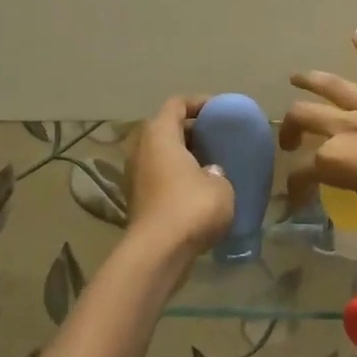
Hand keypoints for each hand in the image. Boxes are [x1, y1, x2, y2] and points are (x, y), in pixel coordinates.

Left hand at [127, 98, 236, 257]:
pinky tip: (201, 192)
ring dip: (184, 158)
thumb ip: (217, 171)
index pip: (176, 104)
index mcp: (160, 135)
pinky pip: (161, 179)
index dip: (199, 103)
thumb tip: (210, 172)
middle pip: (166, 130)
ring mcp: (135, 177)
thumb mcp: (221, 184)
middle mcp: (141, 150)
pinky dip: (178, 180)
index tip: (220, 111)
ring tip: (213, 165)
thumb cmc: (192, 207)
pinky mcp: (138, 202)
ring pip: (162, 157)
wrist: (158, 253)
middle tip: (218, 139)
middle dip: (192, 132)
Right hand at [281, 31, 356, 242]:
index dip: (296, 187)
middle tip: (290, 140)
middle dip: (292, 128)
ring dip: (312, 81)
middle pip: (308, 118)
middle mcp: (350, 129)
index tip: (299, 199)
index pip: (304, 172)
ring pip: (337, 88)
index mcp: (338, 162)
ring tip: (297, 78)